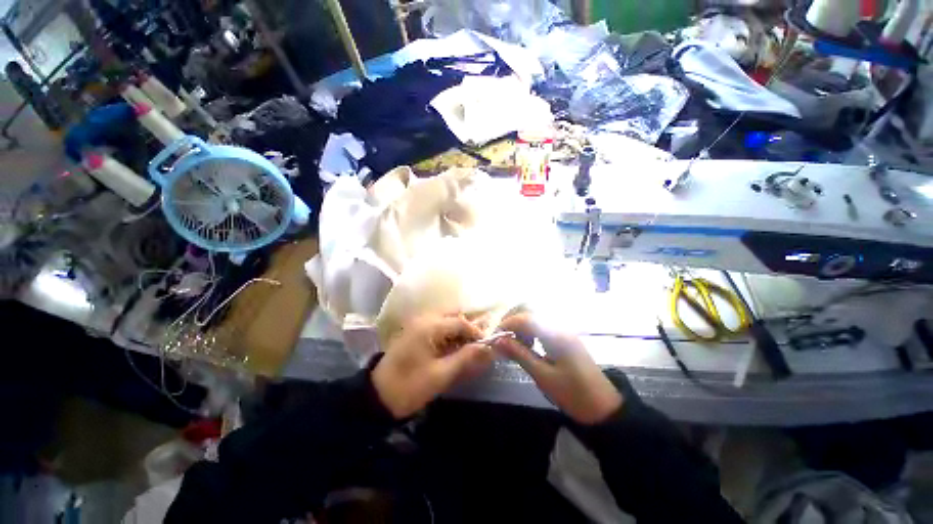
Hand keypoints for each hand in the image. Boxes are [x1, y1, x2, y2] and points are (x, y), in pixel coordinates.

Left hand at [372, 315, 491, 418]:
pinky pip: (438, 328)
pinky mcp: (415, 333)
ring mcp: (418, 325)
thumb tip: (488, 347)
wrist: (377, 396)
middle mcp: (424, 319)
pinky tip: (453, 349)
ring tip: (468, 349)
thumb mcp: (441, 375)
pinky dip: (449, 336)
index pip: (461, 322)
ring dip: (459, 332)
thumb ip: (466, 358)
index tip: (486, 347)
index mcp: (430, 327)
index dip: (476, 333)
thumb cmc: (409, 386)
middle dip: (468, 330)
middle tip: (477, 347)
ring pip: (447, 321)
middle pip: (454, 316)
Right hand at [494, 313, 622, 424]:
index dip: (506, 324)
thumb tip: (498, 340)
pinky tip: (528, 345)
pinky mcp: (565, 337)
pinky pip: (543, 326)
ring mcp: (563, 330)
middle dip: (513, 320)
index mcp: (555, 333)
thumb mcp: (543, 375)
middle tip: (502, 337)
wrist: (604, 407)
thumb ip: (519, 354)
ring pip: (536, 317)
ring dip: (521, 325)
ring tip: (514, 344)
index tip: (494, 337)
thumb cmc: (573, 393)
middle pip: (530, 311)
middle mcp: (559, 326)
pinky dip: (531, 331)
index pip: (525, 318)